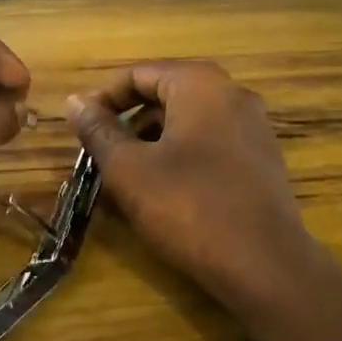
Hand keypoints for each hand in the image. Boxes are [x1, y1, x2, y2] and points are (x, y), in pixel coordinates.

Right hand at [66, 61, 325, 314]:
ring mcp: (252, 128)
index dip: (103, 99)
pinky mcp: (260, 161)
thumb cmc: (189, 207)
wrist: (266, 266)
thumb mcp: (129, 169)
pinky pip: (208, 146)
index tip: (79, 128)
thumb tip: (75, 102)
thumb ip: (99, 130)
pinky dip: (177, 160)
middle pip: (164, 96)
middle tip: (97, 156)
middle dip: (126, 125)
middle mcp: (231, 94)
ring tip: (122, 182)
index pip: (138, 74)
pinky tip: (158, 195)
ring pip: (185, 124)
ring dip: (149, 145)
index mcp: (200, 84)